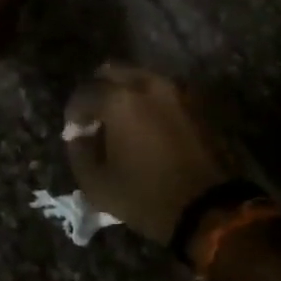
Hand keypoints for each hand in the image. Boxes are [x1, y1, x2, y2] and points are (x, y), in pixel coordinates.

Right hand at [62, 64, 233, 247]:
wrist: (208, 208)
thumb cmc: (145, 196)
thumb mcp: (96, 184)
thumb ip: (78, 151)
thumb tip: (78, 134)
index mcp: (118, 100)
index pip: (83, 93)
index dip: (73, 113)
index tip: (73, 132)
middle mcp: (146, 84)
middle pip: (111, 71)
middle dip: (97, 91)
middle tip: (95, 118)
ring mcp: (174, 90)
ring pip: (138, 77)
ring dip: (124, 92)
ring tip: (120, 122)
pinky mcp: (193, 103)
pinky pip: (160, 91)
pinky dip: (147, 101)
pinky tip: (145, 127)